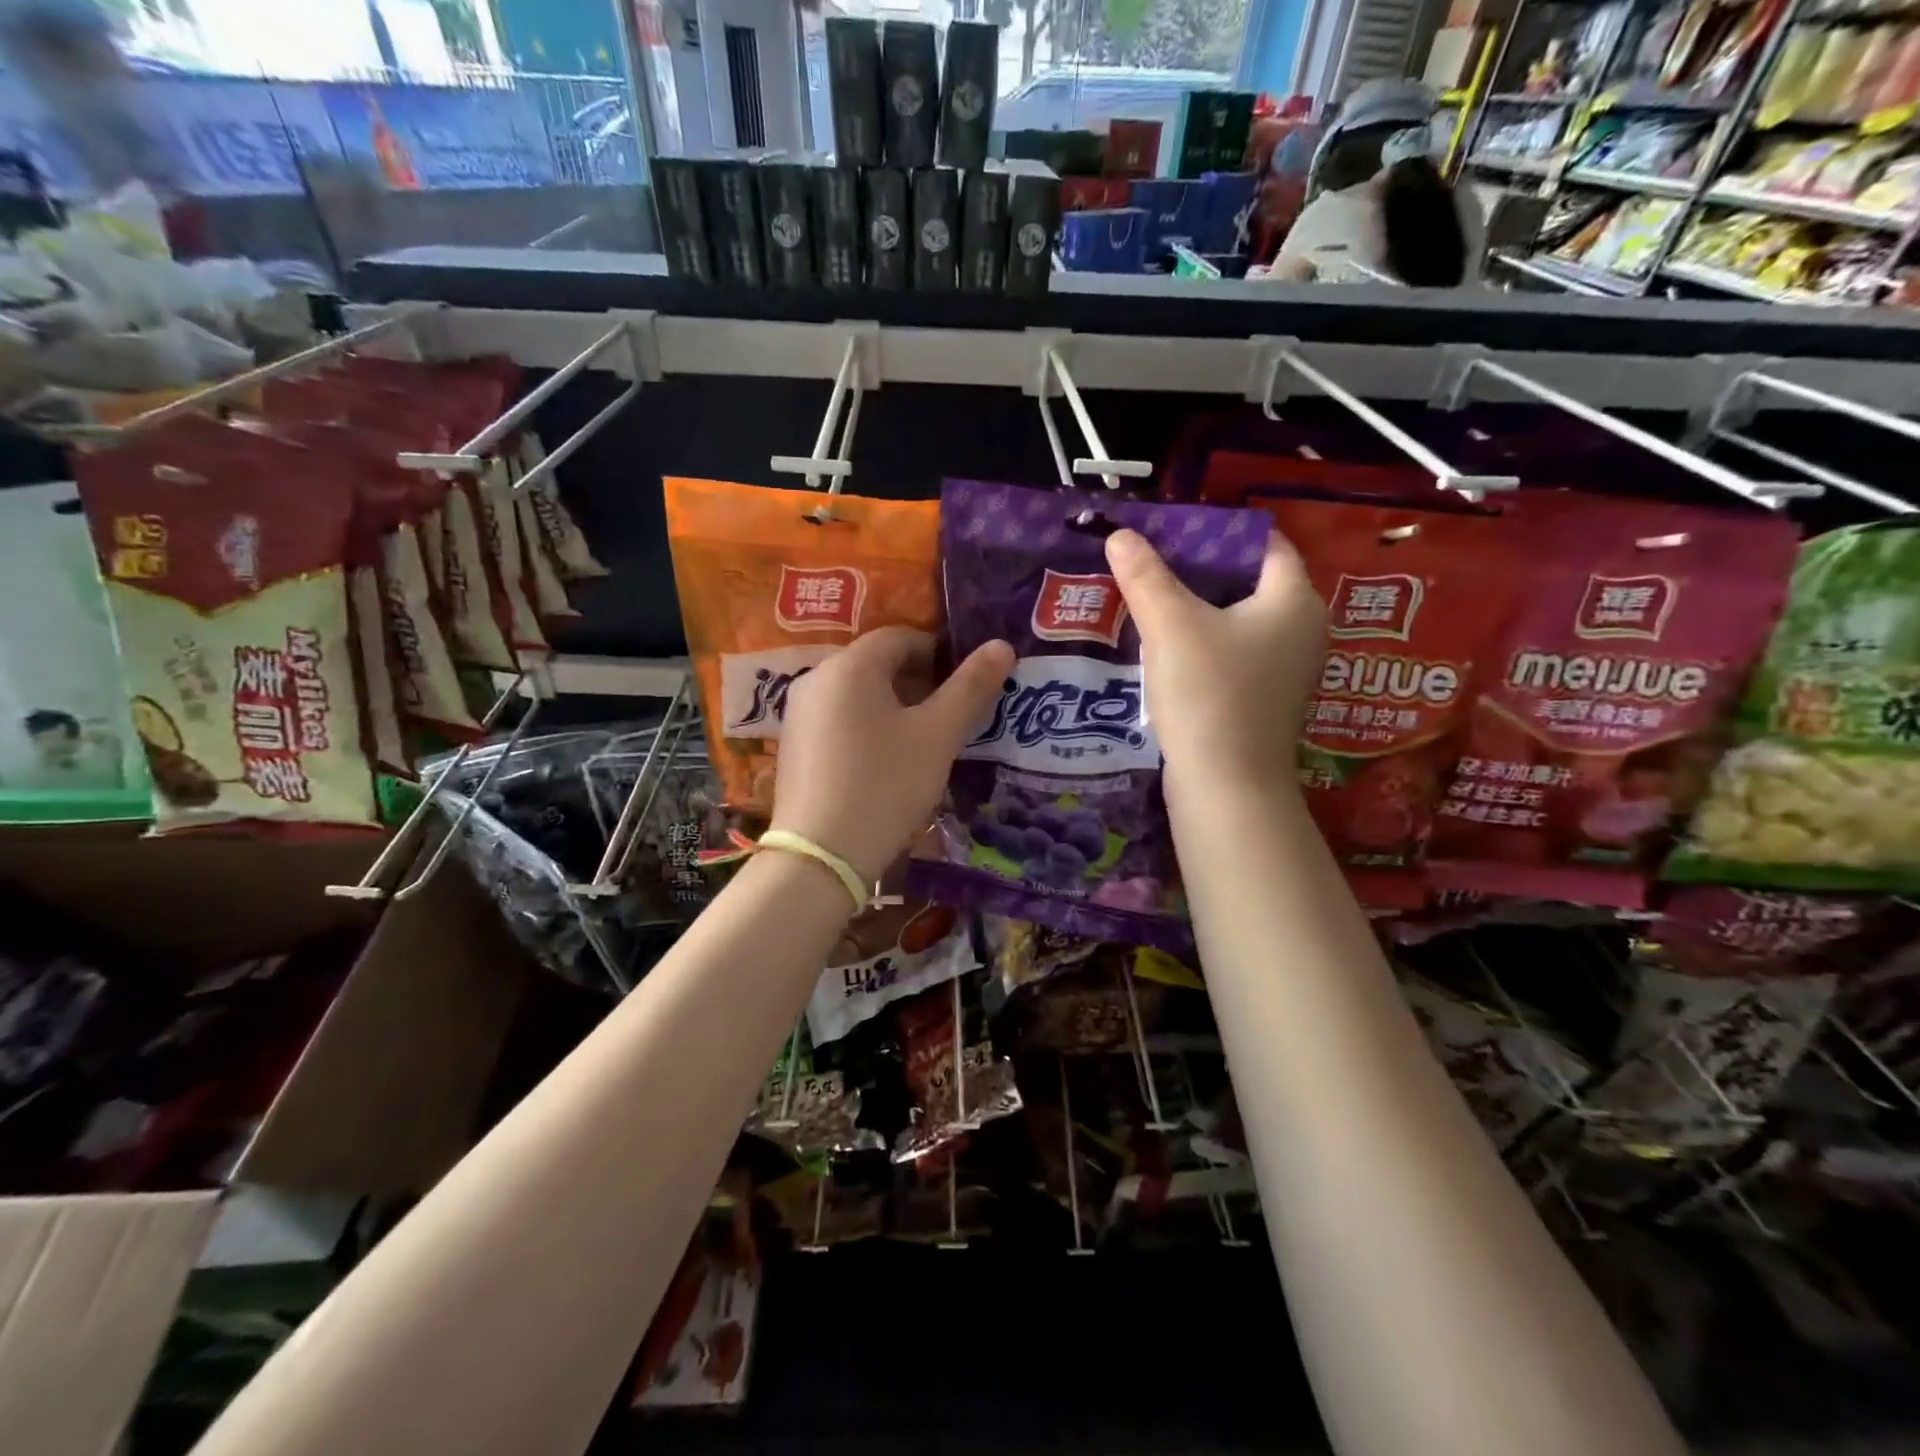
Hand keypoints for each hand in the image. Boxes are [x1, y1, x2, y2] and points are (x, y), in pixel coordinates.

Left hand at [771, 627, 1014, 886]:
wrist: (821, 856)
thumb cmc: (885, 785)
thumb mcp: (937, 736)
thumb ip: (971, 687)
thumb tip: (1001, 645)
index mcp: (850, 666)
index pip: (900, 637)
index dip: (939, 653)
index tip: (965, 684)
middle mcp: (815, 679)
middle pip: (876, 664)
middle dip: (918, 682)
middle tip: (950, 716)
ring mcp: (798, 714)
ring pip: (857, 695)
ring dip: (894, 707)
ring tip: (923, 742)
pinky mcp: (792, 747)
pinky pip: (838, 720)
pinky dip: (867, 728)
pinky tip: (885, 763)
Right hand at [1105, 526, 1324, 784]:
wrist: (1227, 787)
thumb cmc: (1209, 694)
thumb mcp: (1171, 626)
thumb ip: (1145, 576)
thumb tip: (1120, 533)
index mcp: (1293, 600)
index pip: (1263, 544)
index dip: (1218, 532)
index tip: (1171, 530)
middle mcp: (1300, 630)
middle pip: (1247, 582)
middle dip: (1198, 570)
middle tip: (1150, 561)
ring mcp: (1284, 670)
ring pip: (1236, 621)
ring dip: (1194, 610)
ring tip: (1147, 598)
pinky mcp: (1262, 700)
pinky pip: (1231, 654)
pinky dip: (1201, 644)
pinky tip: (1161, 647)